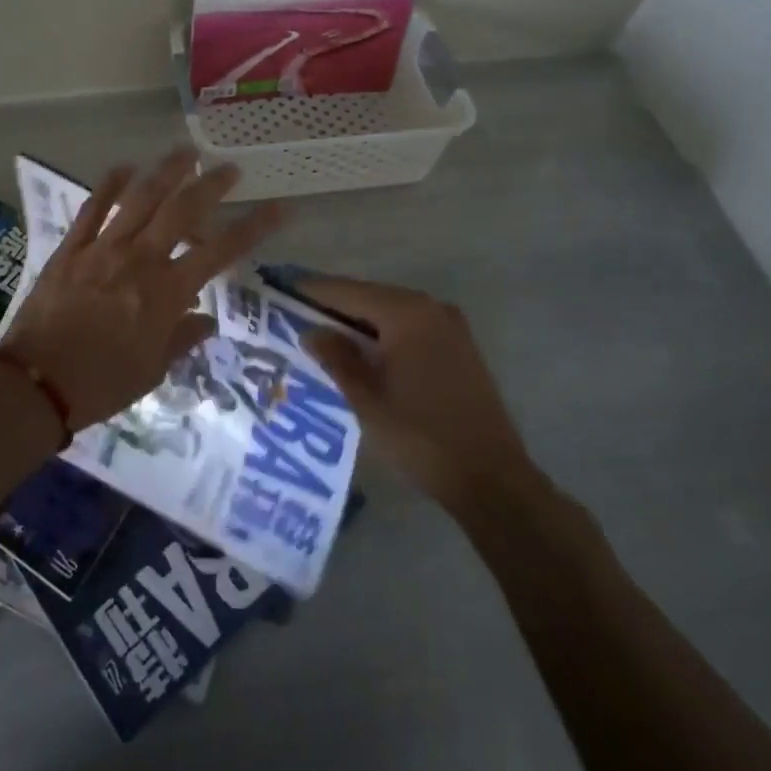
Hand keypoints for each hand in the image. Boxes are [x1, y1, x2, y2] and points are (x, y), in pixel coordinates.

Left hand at [1, 153, 284, 427]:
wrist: (35, 384)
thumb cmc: (102, 384)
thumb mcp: (153, 371)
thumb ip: (182, 338)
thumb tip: (207, 319)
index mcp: (166, 292)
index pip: (220, 252)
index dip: (252, 228)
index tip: (277, 208)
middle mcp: (140, 260)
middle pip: (182, 210)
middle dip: (211, 185)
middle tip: (229, 168)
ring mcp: (103, 248)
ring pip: (140, 198)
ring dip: (166, 172)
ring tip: (185, 152)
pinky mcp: (71, 248)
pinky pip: (93, 208)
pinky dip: (109, 185)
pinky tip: (124, 168)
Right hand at [298, 276, 538, 513]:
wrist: (493, 480)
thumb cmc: (422, 437)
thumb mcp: (367, 399)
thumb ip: (337, 357)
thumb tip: (311, 331)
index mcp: (406, 313)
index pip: (346, 291)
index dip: (310, 291)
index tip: (277, 290)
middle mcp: (430, 307)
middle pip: (368, 296)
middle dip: (332, 306)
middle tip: (292, 316)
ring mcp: (449, 325)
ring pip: (389, 312)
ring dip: (357, 321)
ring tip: (319, 334)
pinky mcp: (458, 346)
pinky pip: (408, 327)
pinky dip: (382, 333)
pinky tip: (360, 352)